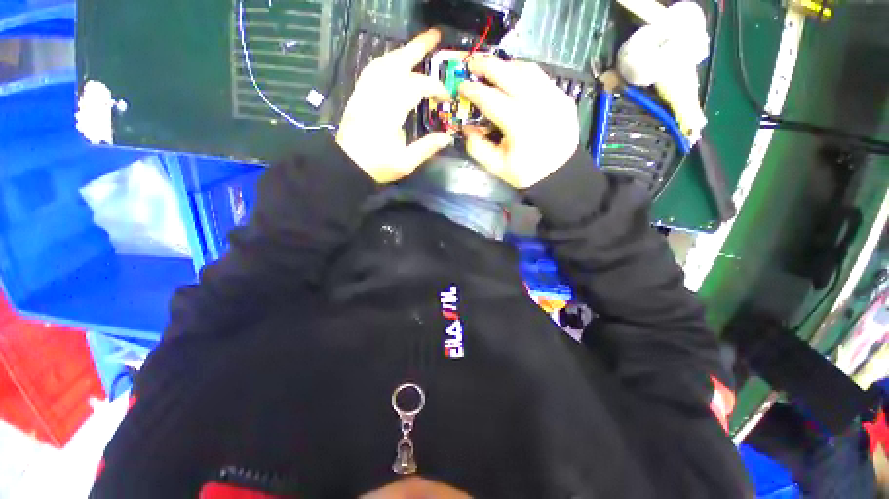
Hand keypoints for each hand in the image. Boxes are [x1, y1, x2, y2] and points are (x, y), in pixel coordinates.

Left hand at [336, 30, 453, 183]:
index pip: (415, 86)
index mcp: (390, 113)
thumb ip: (426, 148)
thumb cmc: (377, 166)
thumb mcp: (405, 163)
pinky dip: (387, 61)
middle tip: (435, 36)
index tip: (446, 96)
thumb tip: (447, 137)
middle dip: (417, 48)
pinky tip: (395, 62)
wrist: (347, 165)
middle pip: (397, 63)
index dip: (434, 87)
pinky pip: (372, 69)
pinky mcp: (358, 94)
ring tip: (418, 46)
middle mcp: (376, 96)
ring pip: (384, 62)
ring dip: (402, 51)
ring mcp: (365, 92)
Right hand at [458, 57, 579, 188]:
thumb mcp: (497, 167)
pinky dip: (523, 73)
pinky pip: (540, 77)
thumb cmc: (527, 172)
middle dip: (488, 65)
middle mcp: (538, 104)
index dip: (473, 90)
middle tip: (473, 64)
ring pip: (527, 69)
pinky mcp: (563, 96)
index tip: (462, 86)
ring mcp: (554, 97)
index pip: (491, 99)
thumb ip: (478, 147)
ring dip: (506, 65)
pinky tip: (514, 79)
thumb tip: (467, 128)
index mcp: (520, 125)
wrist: (560, 173)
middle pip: (510, 74)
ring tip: (492, 69)